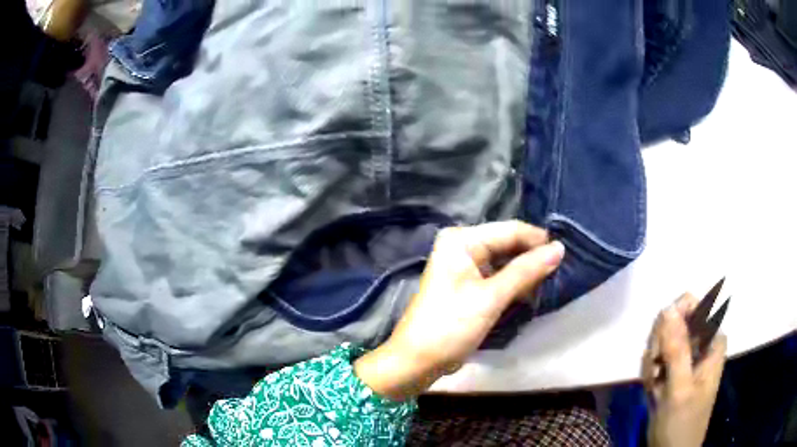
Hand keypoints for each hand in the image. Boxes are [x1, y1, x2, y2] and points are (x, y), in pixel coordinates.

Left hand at [355, 221, 564, 400]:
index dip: (538, 241)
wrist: (418, 360)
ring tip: (550, 282)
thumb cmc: (451, 325)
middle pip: (508, 244)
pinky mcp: (468, 285)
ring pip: (505, 261)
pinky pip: (498, 276)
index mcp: (462, 240)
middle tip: (561, 270)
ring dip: (525, 272)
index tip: (566, 254)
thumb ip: (526, 271)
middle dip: (533, 257)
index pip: (510, 230)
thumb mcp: (491, 297)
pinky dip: (514, 284)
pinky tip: (530, 293)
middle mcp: (462, 246)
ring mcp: (464, 266)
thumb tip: (559, 248)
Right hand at [642, 293, 727, 446]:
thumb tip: (668, 307)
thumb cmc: (682, 423)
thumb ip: (677, 350)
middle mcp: (701, 341)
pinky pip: (656, 357)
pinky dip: (649, 373)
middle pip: (673, 321)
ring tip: (654, 387)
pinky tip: (652, 391)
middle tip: (656, 372)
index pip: (691, 305)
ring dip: (652, 363)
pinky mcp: (673, 369)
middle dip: (659, 346)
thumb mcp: (680, 389)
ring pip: (662, 339)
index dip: (672, 320)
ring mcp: (686, 356)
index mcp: (712, 339)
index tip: (660, 347)